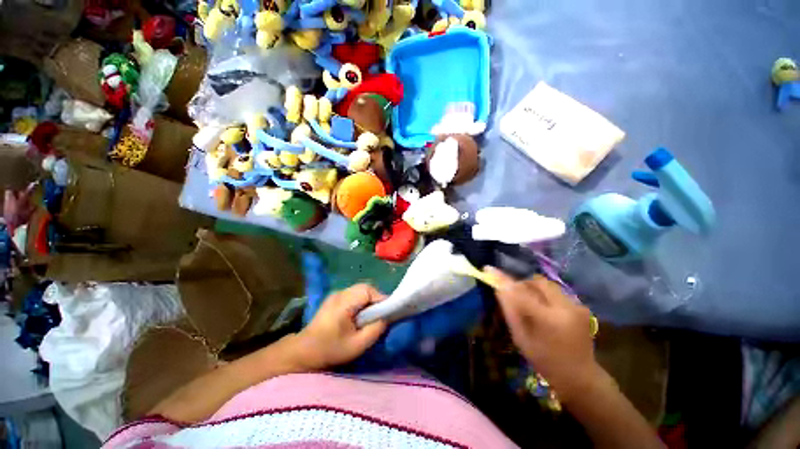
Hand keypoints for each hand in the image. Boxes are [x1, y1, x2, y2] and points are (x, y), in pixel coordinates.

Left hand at [296, 284, 387, 369]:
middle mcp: (340, 293)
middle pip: (365, 288)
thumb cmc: (331, 349)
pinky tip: (360, 314)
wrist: (304, 352)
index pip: (368, 291)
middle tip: (380, 314)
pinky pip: (354, 294)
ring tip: (372, 315)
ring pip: (360, 290)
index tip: (387, 312)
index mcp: (343, 302)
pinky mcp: (335, 298)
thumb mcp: (357, 345)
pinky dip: (362, 301)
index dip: (380, 299)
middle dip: (376, 298)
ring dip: (369, 299)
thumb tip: (386, 318)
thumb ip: (375, 329)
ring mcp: (336, 294)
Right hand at [486, 267, 600, 401]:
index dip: (503, 280)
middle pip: (537, 281)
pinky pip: (556, 292)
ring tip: (531, 305)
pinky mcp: (581, 306)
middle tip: (515, 296)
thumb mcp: (521, 338)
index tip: (489, 269)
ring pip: (547, 284)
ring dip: (535, 289)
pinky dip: (545, 296)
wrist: (580, 376)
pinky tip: (546, 311)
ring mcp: (576, 306)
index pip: (520, 292)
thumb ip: (510, 310)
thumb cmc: (545, 360)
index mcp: (548, 320)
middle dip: (522, 285)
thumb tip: (498, 288)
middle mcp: (565, 308)